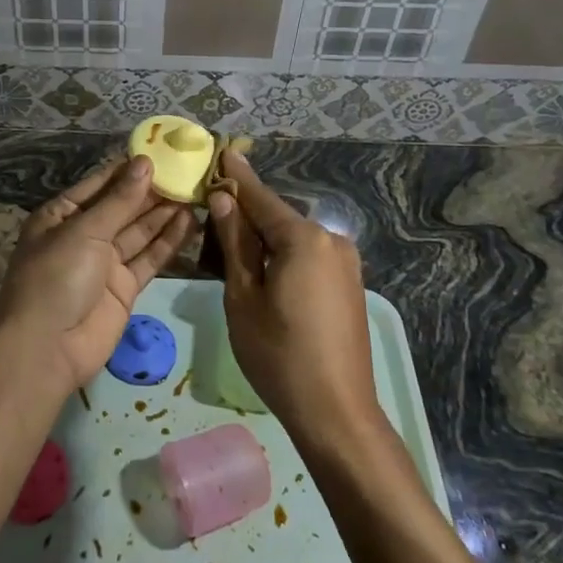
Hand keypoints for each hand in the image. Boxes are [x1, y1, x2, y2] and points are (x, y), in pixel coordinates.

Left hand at [0, 156, 193, 397]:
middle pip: (122, 207)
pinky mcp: (124, 288)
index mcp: (61, 215)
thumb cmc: (55, 277)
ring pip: (139, 231)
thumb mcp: (84, 231)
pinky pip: (148, 258)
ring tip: (195, 190)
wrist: (47, 349)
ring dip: (164, 212)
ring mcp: (104, 263)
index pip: (100, 184)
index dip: (129, 169)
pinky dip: (167, 241)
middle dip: (152, 190)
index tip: (162, 151)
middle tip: (188, 170)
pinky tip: (190, 221)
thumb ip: (120, 200)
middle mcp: (83, 235)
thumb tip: (145, 162)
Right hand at [206, 151, 381, 455]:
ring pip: (293, 239)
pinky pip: (308, 257)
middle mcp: (331, 240)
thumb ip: (234, 243)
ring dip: (264, 240)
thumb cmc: (278, 354)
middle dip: (246, 215)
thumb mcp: (243, 297)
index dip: (237, 177)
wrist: (336, 412)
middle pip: (277, 218)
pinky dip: (283, 257)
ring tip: (230, 249)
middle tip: (211, 214)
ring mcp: (346, 263)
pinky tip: (263, 273)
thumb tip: (223, 200)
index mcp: (303, 238)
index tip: (222, 150)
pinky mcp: (350, 284)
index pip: (260, 197)